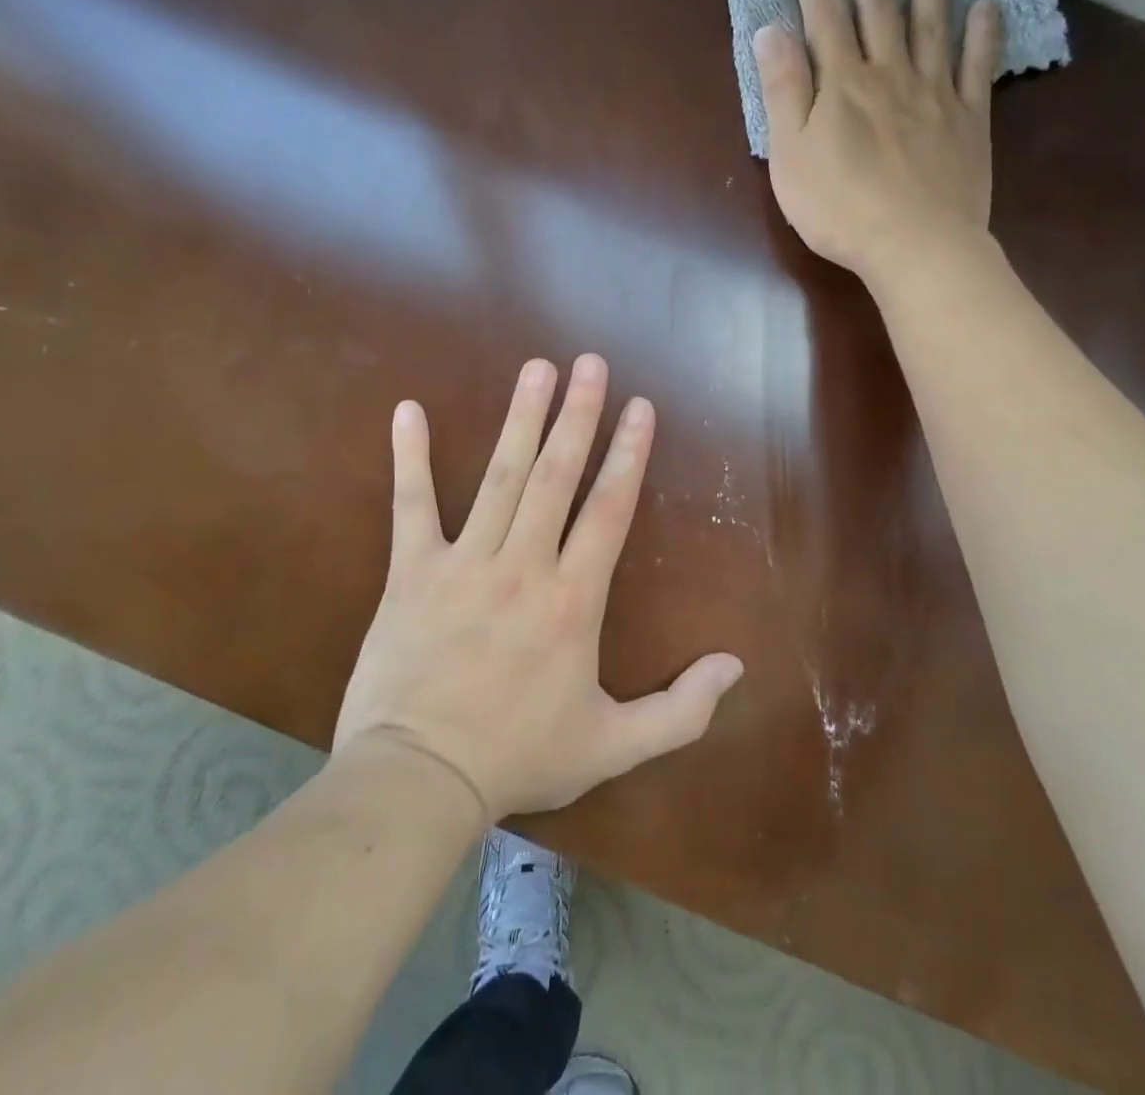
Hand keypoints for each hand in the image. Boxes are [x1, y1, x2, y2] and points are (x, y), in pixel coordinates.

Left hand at [333, 354, 744, 820]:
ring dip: (521, 418)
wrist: (418, 781)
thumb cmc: (519, 758)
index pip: (609, 510)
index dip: (629, 455)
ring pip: (500, 477)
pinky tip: (409, 411)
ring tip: (537, 369)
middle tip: (591, 363)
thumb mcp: (613, 746)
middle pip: (556, 475)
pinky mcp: (412, 573)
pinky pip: (411, 505)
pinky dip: (411, 457)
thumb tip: (735, 667)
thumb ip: (681, 710)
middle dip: (579, 415)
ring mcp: (465, 563)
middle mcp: (524, 565)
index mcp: (573, 599)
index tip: (641, 407)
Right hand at [754, 0, 1000, 283]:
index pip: (824, 17)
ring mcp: (934, 94)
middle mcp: (889, 75)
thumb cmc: (840, 207)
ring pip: (930, 27)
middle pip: (878, 10)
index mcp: (842, 84)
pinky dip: (982, 35)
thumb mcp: (791, 154)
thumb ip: (783, 91)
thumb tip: (770, 31)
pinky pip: (977, 67)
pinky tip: (986, 7)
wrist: (914, 244)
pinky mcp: (968, 120)